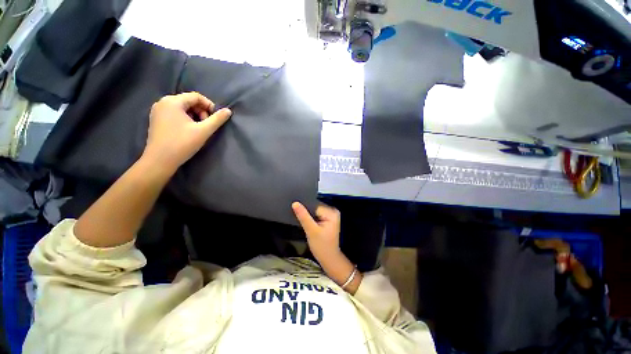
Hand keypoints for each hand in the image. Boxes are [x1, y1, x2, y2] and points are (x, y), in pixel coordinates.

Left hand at [143, 92, 231, 171]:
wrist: (160, 160)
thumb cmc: (182, 143)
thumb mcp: (203, 131)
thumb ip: (217, 119)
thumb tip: (228, 111)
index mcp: (172, 101)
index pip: (196, 96)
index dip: (209, 105)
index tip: (215, 118)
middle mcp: (163, 102)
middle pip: (188, 101)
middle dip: (201, 112)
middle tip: (206, 125)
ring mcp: (157, 111)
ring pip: (182, 108)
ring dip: (194, 116)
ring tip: (198, 129)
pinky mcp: (156, 119)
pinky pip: (175, 113)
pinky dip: (185, 119)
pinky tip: (188, 130)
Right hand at [292, 202, 362, 292]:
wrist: (329, 259)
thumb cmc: (321, 246)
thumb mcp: (311, 230)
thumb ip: (303, 216)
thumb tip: (295, 203)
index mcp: (332, 212)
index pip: (315, 205)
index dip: (305, 208)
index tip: (295, 210)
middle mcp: (333, 211)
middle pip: (315, 207)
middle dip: (306, 211)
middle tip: (296, 215)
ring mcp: (330, 215)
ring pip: (314, 211)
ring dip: (307, 214)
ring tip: (299, 218)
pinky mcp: (327, 219)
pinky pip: (316, 215)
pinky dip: (310, 218)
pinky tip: (305, 221)